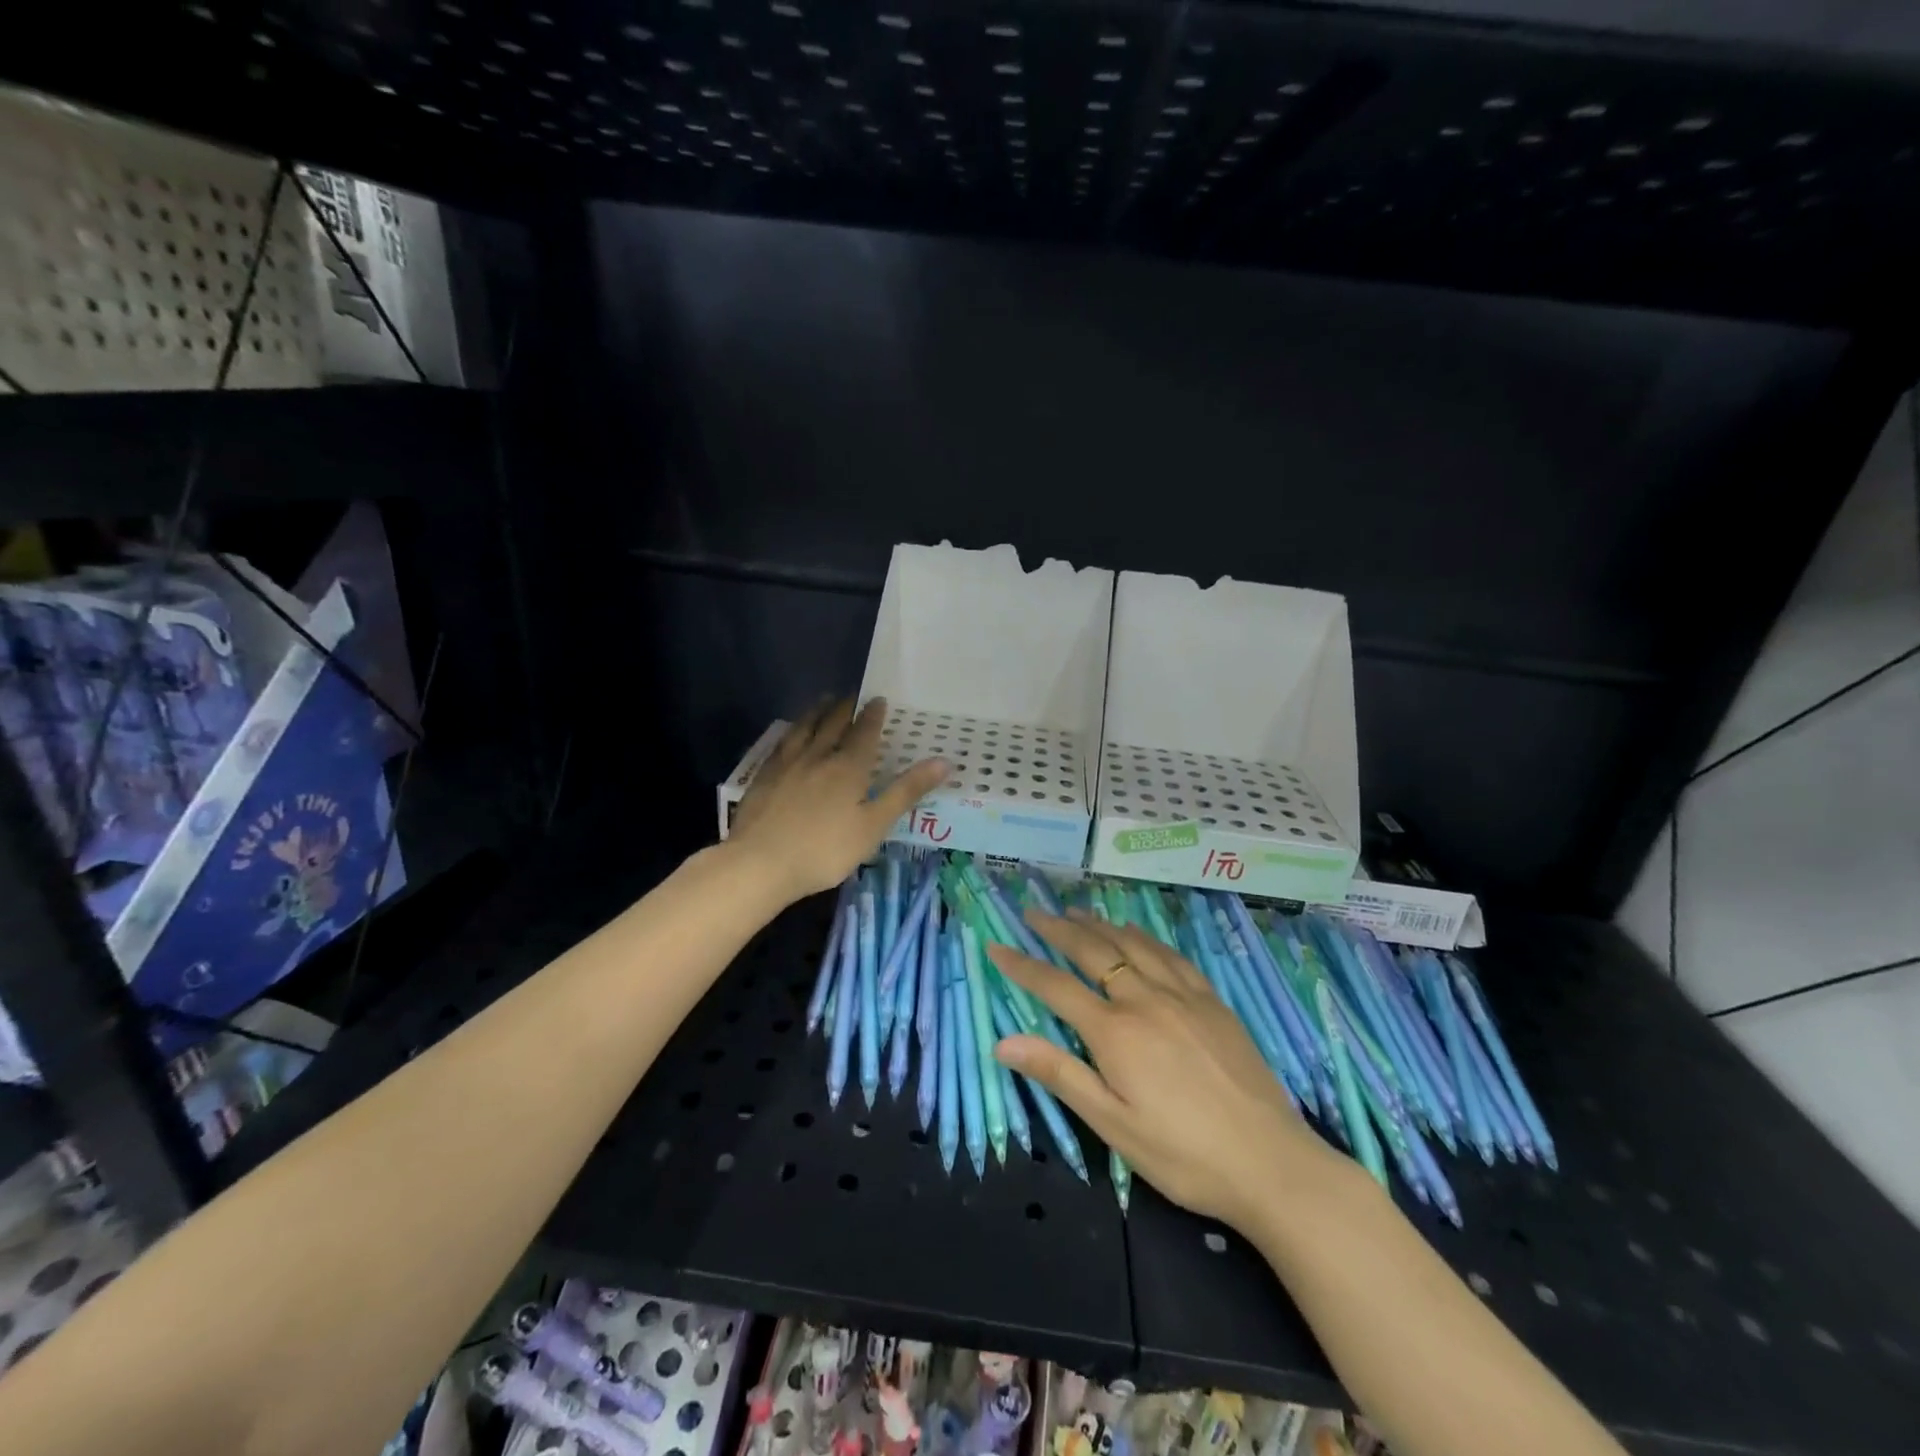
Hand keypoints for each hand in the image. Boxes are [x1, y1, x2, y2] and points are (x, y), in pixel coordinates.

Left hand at [728, 697, 945, 904]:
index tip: (878, 699)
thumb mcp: (874, 825)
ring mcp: (787, 765)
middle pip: (833, 724)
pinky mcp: (763, 777)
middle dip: (845, 708)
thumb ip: (906, 791)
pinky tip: (790, 735)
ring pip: (804, 729)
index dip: (873, 715)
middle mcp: (818, 756)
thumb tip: (944, 761)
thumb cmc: (825, 850)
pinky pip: (782, 744)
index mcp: (848, 767)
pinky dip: (792, 732)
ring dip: (817, 712)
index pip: (864, 733)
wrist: (760, 863)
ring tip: (824, 701)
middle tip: (852, 694)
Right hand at [988, 911, 1337, 1232]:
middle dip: (1058, 929)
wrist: (1272, 1163)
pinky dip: (1144, 937)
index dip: (1022, 965)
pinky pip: (1171, 955)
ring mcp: (1183, 996)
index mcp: (1116, 1032)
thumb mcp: (1113, 1125)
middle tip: (1034, 912)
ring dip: (1100, 924)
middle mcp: (1145, 1000)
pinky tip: (1138, 934)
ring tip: (1077, 912)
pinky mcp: (1213, 1002)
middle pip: (1094, 951)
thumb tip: (1003, 1042)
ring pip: (1133, 944)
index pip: (1056, 986)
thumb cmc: (1183, 1155)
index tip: (997, 946)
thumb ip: (1060, 1076)